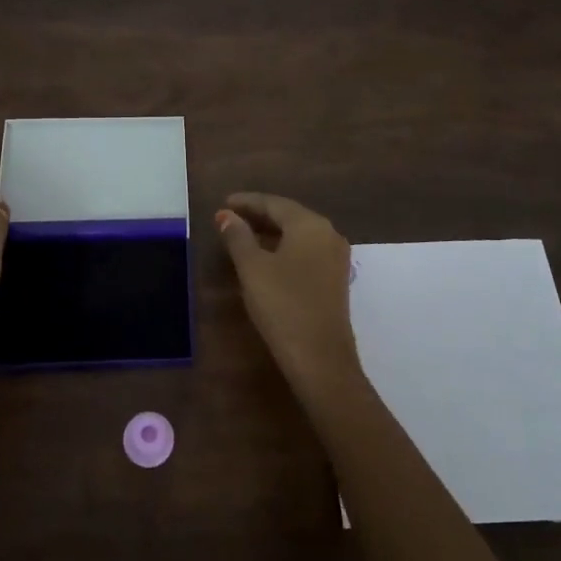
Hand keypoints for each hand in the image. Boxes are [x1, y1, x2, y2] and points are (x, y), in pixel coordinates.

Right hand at [216, 193, 360, 390]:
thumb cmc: (283, 306)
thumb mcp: (252, 268)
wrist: (320, 358)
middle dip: (259, 215)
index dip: (247, 202)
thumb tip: (226, 215)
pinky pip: (306, 251)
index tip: (224, 203)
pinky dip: (284, 248)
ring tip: (243, 236)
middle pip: (289, 216)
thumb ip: (238, 237)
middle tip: (230, 218)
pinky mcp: (335, 279)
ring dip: (271, 233)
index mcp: (310, 225)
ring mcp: (335, 258)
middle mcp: (328, 234)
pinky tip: (266, 258)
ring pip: (299, 234)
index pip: (274, 203)